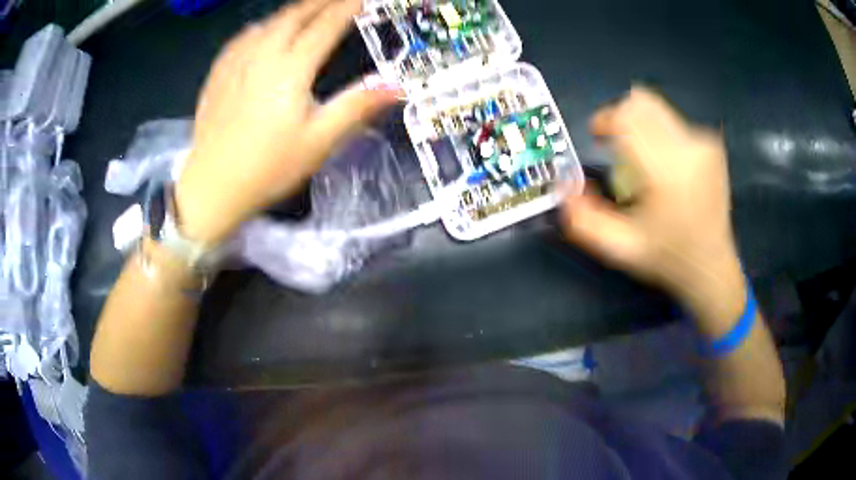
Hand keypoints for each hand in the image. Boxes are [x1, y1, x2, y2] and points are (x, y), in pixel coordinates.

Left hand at [175, 0, 399, 244]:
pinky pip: (242, 37)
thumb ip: (355, 107)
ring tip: (306, 8)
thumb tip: (396, 86)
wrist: (212, 188)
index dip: (346, 8)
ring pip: (267, 23)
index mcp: (290, 69)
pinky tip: (263, 30)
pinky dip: (261, 26)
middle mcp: (262, 56)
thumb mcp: (319, 142)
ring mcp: (235, 63)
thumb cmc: (268, 168)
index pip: (324, 26)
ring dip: (291, 11)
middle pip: (294, 16)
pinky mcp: (218, 75)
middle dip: (319, 1)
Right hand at [562, 88, 744, 327]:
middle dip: (621, 117)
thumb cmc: (667, 258)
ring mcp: (703, 144)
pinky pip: (674, 122)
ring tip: (643, 159)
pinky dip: (660, 135)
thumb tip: (564, 184)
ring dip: (641, 126)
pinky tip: (666, 167)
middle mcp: (688, 147)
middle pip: (642, 102)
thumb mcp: (618, 249)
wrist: (712, 266)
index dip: (605, 119)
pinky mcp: (711, 145)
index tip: (597, 136)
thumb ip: (583, 219)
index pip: (627, 116)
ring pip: (657, 109)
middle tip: (616, 144)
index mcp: (666, 172)